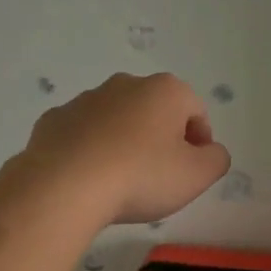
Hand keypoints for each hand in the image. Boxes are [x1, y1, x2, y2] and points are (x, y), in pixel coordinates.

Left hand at [17, 73, 231, 225]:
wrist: (65, 186)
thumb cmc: (141, 176)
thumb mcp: (197, 176)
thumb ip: (216, 159)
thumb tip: (210, 151)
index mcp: (165, 91)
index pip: (196, 111)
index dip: (199, 142)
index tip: (192, 171)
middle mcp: (125, 84)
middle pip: (154, 111)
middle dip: (160, 139)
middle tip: (158, 177)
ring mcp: (85, 99)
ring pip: (116, 120)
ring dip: (123, 143)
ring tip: (120, 181)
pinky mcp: (54, 120)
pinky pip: (82, 135)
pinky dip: (89, 150)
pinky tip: (89, 179)